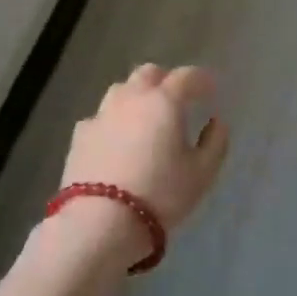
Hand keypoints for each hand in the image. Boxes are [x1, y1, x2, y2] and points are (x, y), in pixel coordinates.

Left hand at [61, 64, 229, 246]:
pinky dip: (114, 120)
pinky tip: (116, 139)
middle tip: (177, 98)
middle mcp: (131, 98)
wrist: (100, 222)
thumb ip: (215, 143)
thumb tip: (216, 123)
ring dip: (137, 95)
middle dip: (166, 79)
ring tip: (145, 116)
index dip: (201, 79)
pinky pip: (101, 117)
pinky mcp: (80, 136)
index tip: (211, 88)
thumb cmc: (161, 194)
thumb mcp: (201, 173)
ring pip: (121, 90)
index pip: (186, 76)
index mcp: (164, 102)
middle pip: (149, 73)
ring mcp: (102, 115)